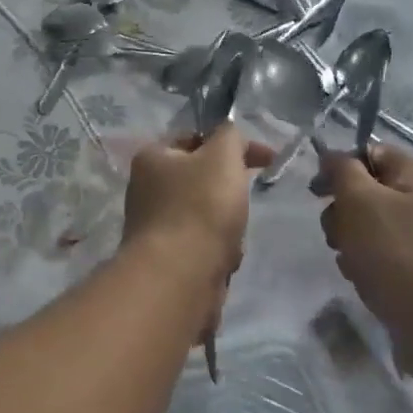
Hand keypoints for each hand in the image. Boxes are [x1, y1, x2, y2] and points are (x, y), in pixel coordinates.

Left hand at [122, 124, 271, 282]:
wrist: (179, 276)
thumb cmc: (200, 207)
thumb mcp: (223, 155)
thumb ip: (230, 136)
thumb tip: (230, 135)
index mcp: (151, 157)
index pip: (195, 138)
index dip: (233, 144)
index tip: (267, 160)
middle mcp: (145, 188)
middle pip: (203, 179)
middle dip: (231, 190)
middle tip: (243, 201)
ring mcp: (154, 225)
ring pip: (207, 215)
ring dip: (228, 225)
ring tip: (231, 237)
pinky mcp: (166, 258)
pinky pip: (203, 246)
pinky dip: (218, 251)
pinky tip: (223, 260)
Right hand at [316, 145, 412, 340]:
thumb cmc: (398, 254)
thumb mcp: (361, 201)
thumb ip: (343, 171)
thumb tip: (333, 156)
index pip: (371, 152)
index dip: (340, 167)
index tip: (317, 192)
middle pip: (366, 191)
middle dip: (342, 212)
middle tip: (338, 234)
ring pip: (368, 226)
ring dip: (350, 241)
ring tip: (353, 263)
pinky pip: (381, 255)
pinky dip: (366, 264)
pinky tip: (365, 280)